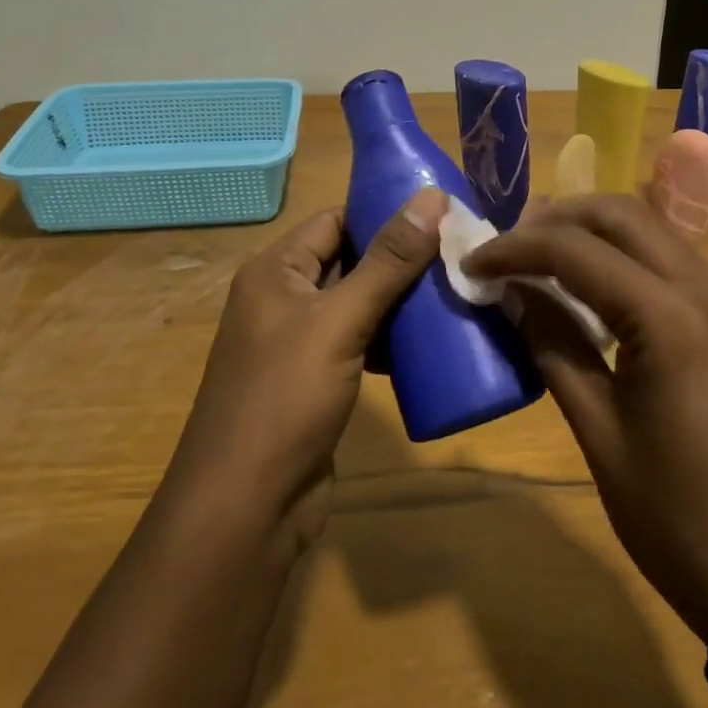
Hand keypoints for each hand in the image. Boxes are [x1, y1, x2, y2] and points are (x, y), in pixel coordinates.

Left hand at [168, 189, 446, 553]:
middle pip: (350, 260)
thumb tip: (431, 197)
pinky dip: (391, 339)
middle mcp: (284, 298)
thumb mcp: (340, 321)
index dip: (385, 212)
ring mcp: (300, 342)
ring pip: (359, 304)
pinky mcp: (317, 380)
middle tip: (461, 252)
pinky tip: (432, 343)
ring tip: (457, 291)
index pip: (336, 220)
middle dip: (402, 258)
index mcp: (276, 271)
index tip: (443, 212)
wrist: (246, 509)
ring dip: (401, 301)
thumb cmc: (285, 399)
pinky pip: (359, 342)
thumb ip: (388, 261)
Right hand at [466, 194, 707, 641]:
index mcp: (673, 321)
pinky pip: (670, 262)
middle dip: (557, 218)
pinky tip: (588, 285)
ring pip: (651, 230)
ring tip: (537, 255)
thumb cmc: (674, 519)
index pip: (579, 252)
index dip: (516, 248)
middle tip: (507, 246)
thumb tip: (515, 292)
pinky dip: (623, 256)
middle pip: (623, 215)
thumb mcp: (598, 432)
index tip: (473, 263)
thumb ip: (553, 345)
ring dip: (591, 231)